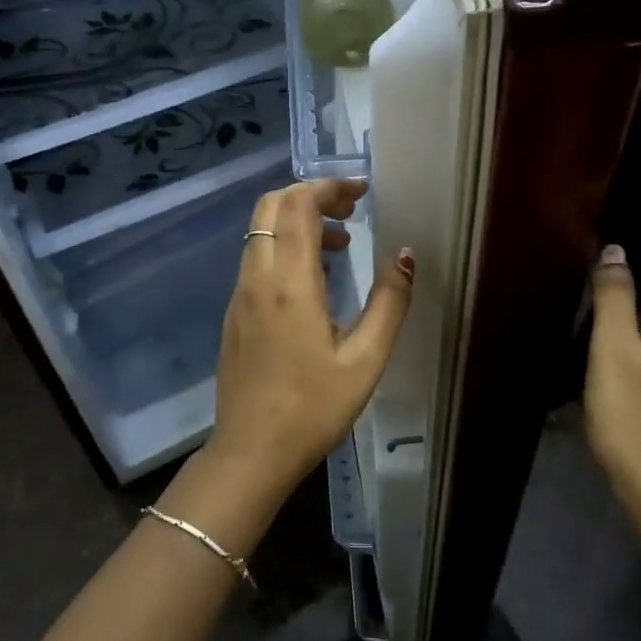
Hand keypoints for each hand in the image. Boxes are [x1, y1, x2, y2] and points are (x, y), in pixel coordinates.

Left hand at [206, 178, 413, 494]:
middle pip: (271, 207)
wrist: (250, 453)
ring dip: (298, 222)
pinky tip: (316, 280)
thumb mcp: (364, 360)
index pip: (298, 206)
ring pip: (260, 232)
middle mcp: (257, 278)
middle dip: (311, 196)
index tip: (362, 191)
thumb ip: (389, 303)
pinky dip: (285, 247)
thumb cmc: (312, 409)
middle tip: (352, 210)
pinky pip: (257, 259)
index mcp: (288, 283)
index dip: (330, 187)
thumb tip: (405, 256)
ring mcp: (240, 295)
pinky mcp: (235, 313)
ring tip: (343, 244)